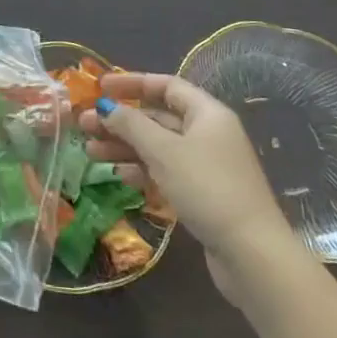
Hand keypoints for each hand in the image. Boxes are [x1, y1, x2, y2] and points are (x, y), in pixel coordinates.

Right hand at [81, 72, 300, 296]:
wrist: (251, 253)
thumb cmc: (207, 188)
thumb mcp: (163, 151)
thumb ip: (131, 124)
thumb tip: (106, 107)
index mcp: (207, 114)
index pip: (166, 85)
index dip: (132, 83)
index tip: (100, 88)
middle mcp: (208, 134)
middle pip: (158, 117)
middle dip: (120, 120)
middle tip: (84, 125)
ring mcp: (206, 165)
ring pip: (158, 146)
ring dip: (124, 146)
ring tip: (91, 152)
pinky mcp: (202, 193)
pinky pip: (165, 171)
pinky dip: (142, 169)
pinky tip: (119, 175)